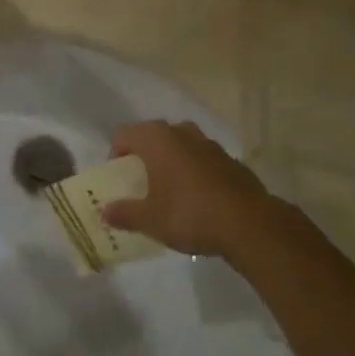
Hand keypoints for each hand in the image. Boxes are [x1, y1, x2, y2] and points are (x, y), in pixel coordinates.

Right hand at [100, 121, 275, 257]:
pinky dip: (192, 171)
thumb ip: (125, 213)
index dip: (116, 155)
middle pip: (151, 137)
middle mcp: (181, 131)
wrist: (249, 224)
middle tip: (141, 186)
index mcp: (157, 138)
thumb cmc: (190, 214)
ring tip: (169, 192)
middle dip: (143, 158)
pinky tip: (197, 198)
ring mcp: (207, 142)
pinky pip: (200, 158)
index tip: (119, 180)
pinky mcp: (228, 158)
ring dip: (169, 162)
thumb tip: (105, 212)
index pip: (123, 135)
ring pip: (178, 145)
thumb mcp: (151, 220)